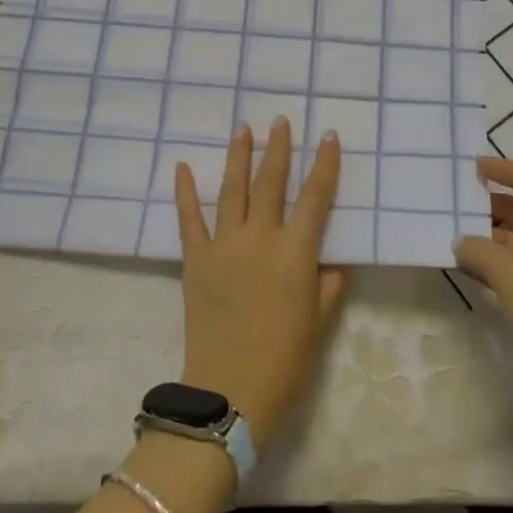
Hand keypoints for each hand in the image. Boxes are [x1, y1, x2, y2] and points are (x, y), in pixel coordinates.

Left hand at [174, 117, 345, 451]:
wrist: (231, 391)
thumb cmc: (286, 359)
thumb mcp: (320, 320)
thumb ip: (329, 282)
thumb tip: (332, 257)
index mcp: (295, 252)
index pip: (316, 197)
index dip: (325, 165)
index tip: (329, 137)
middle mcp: (260, 238)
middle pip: (271, 183)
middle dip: (277, 148)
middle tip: (280, 121)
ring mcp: (224, 246)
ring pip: (232, 191)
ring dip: (238, 157)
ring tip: (242, 128)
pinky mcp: (195, 260)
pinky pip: (189, 220)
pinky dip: (184, 192)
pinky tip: (181, 167)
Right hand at [455, 158, 512, 378]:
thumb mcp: (508, 269)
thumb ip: (477, 248)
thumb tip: (461, 243)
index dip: (511, 171)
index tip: (478, 169)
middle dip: (499, 207)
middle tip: (463, 205)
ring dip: (496, 239)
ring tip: (460, 237)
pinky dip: (502, 266)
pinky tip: (473, 271)